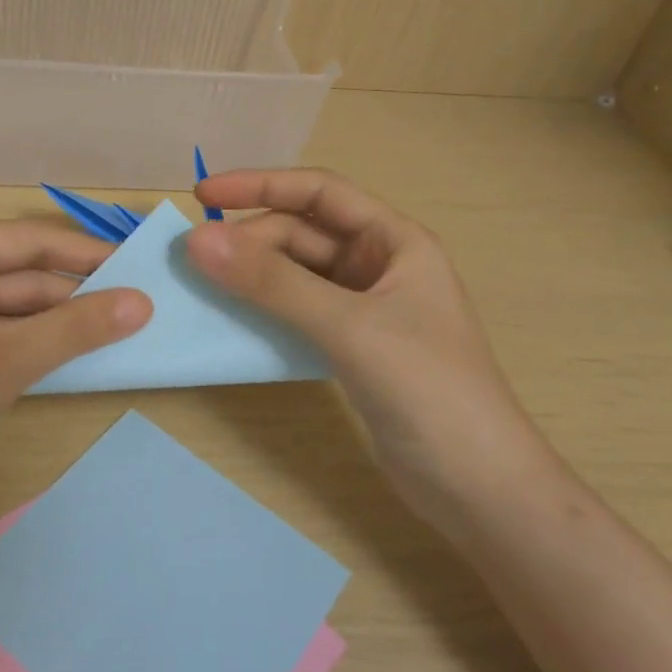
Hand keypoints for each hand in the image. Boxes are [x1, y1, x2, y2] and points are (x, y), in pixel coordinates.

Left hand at [0, 219, 151, 511]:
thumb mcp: (6, 362)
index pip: (25, 240)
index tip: (137, 266)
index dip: (84, 255)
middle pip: (13, 274)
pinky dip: (20, 344)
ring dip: (49, 324)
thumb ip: (76, 328)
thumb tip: (142, 302)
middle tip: (134, 308)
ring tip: (112, 332)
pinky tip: (62, 355)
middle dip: (69, 295)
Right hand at [187, 169, 556, 524]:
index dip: (259, 185)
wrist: (477, 486)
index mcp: (395, 241)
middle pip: (301, 234)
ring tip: (203, 285)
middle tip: (194, 261)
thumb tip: (197, 240)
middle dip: (249, 240)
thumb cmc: (428, 389)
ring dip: (252, 275)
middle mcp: (379, 265)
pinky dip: (263, 310)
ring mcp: (364, 309)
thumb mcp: (348, 327)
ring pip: (295, 275)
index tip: (202, 193)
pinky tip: (233, 321)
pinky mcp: (350, 347)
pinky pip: (296, 312)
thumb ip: (273, 283)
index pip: (319, 193)